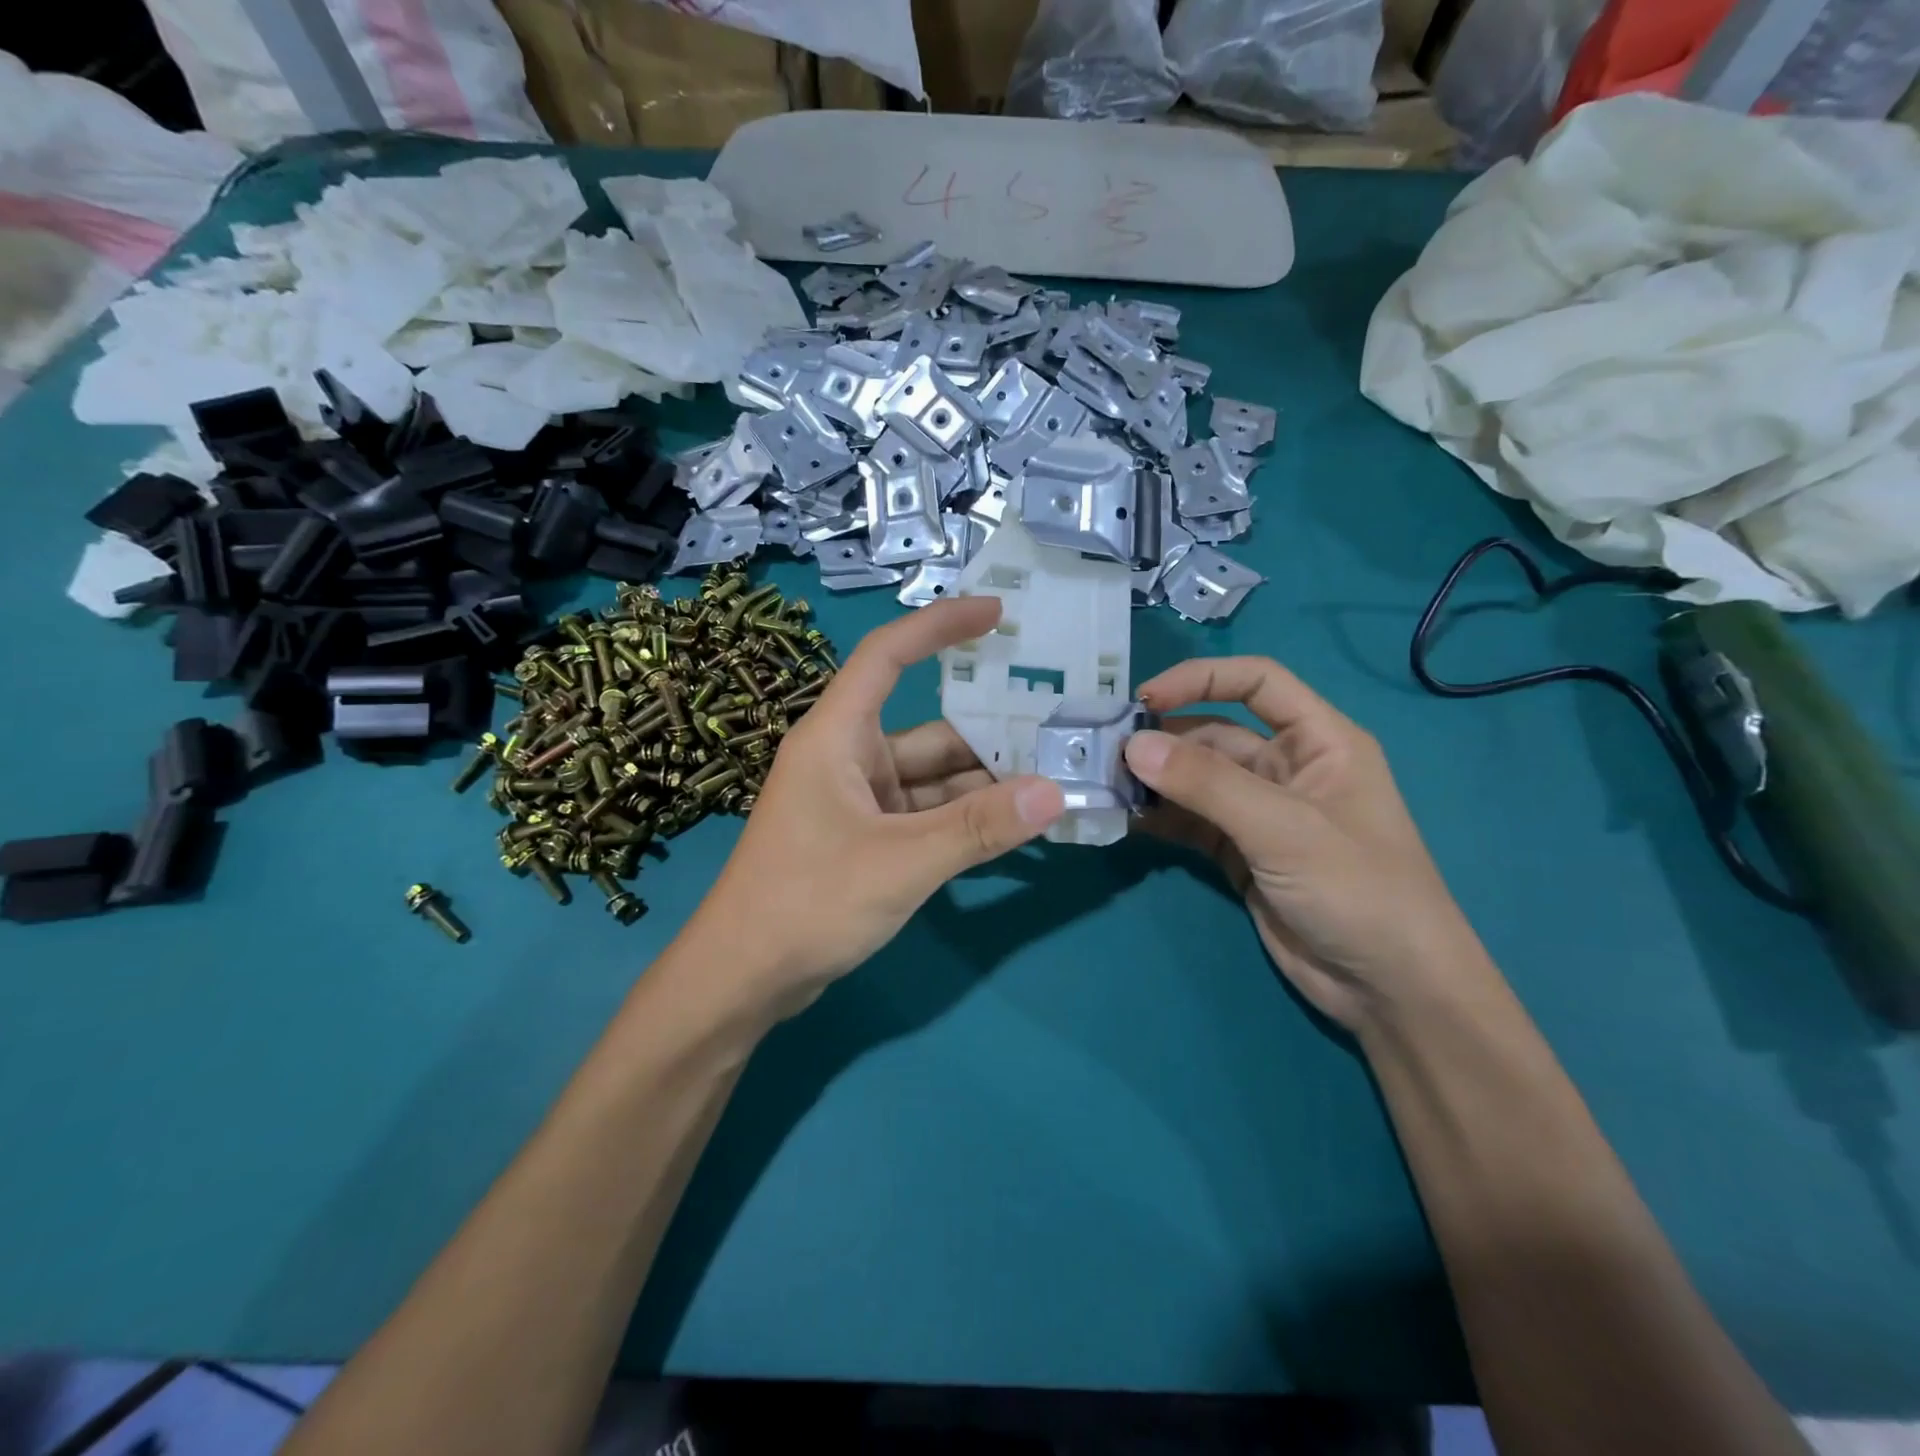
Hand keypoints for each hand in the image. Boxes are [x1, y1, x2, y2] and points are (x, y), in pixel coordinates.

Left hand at [681, 596, 1064, 1022]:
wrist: (744, 978)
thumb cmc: (807, 902)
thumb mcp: (900, 862)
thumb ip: (978, 828)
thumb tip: (1055, 793)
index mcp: (837, 736)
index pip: (888, 656)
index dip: (939, 626)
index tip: (997, 614)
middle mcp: (848, 757)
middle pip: (929, 728)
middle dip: (990, 729)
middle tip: (1059, 723)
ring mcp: (858, 800)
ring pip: (933, 777)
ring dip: (985, 781)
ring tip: (1054, 776)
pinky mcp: (866, 837)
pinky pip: (927, 813)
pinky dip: (965, 816)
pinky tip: (1014, 822)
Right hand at [1126, 657, 1493, 1031]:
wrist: (1390, 990)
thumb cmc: (1358, 890)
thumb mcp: (1283, 828)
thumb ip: (1207, 784)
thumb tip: (1133, 745)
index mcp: (1319, 740)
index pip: (1256, 682)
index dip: (1201, 679)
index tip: (1144, 699)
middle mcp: (1287, 767)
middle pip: (1215, 733)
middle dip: (1163, 738)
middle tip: (1105, 751)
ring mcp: (1261, 813)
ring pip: (1197, 780)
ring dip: (1155, 779)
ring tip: (1105, 783)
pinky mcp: (1240, 853)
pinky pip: (1191, 821)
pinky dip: (1160, 817)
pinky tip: (1125, 818)